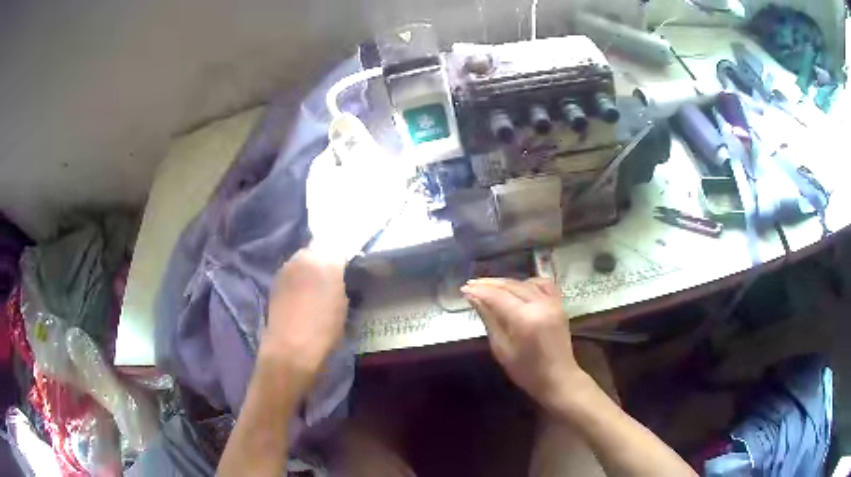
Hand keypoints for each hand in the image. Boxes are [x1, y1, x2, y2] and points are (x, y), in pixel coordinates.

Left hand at [262, 248, 348, 387]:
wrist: (291, 350)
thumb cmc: (325, 331)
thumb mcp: (343, 305)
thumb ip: (340, 282)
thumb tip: (338, 275)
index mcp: (325, 260)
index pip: (340, 247)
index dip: (346, 257)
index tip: (351, 269)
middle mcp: (303, 257)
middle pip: (319, 249)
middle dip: (327, 259)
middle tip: (335, 277)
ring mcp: (286, 269)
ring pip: (303, 260)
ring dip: (311, 269)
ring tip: (318, 288)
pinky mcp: (275, 282)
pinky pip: (292, 273)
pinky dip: (298, 279)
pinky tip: (303, 296)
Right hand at [461, 277, 586, 411]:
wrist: (558, 378)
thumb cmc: (526, 371)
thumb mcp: (501, 349)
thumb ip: (489, 319)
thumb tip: (474, 298)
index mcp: (524, 319)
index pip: (497, 296)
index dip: (479, 290)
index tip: (464, 289)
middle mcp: (540, 305)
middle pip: (511, 286)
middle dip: (489, 284)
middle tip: (471, 285)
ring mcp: (552, 303)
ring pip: (525, 282)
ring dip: (506, 283)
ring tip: (490, 287)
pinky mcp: (559, 304)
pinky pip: (543, 284)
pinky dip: (528, 282)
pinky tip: (518, 288)